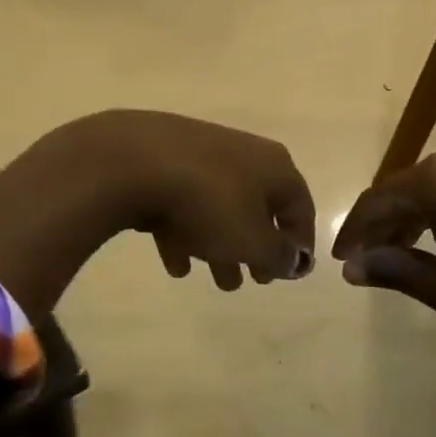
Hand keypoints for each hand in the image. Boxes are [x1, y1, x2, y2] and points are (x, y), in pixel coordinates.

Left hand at [57, 110, 315, 290]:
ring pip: (219, 208)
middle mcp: (243, 155)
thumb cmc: (210, 204)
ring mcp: (201, 156)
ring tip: (216, 281)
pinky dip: (185, 233)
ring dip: (222, 247)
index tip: (290, 272)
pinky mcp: (164, 162)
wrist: (135, 162)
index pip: (300, 207)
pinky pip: (184, 203)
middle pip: (258, 208)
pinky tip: (175, 263)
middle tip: (253, 280)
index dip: (299, 243)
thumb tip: (297, 260)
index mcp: (274, 166)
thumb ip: (279, 256)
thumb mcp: (253, 241)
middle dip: (256, 249)